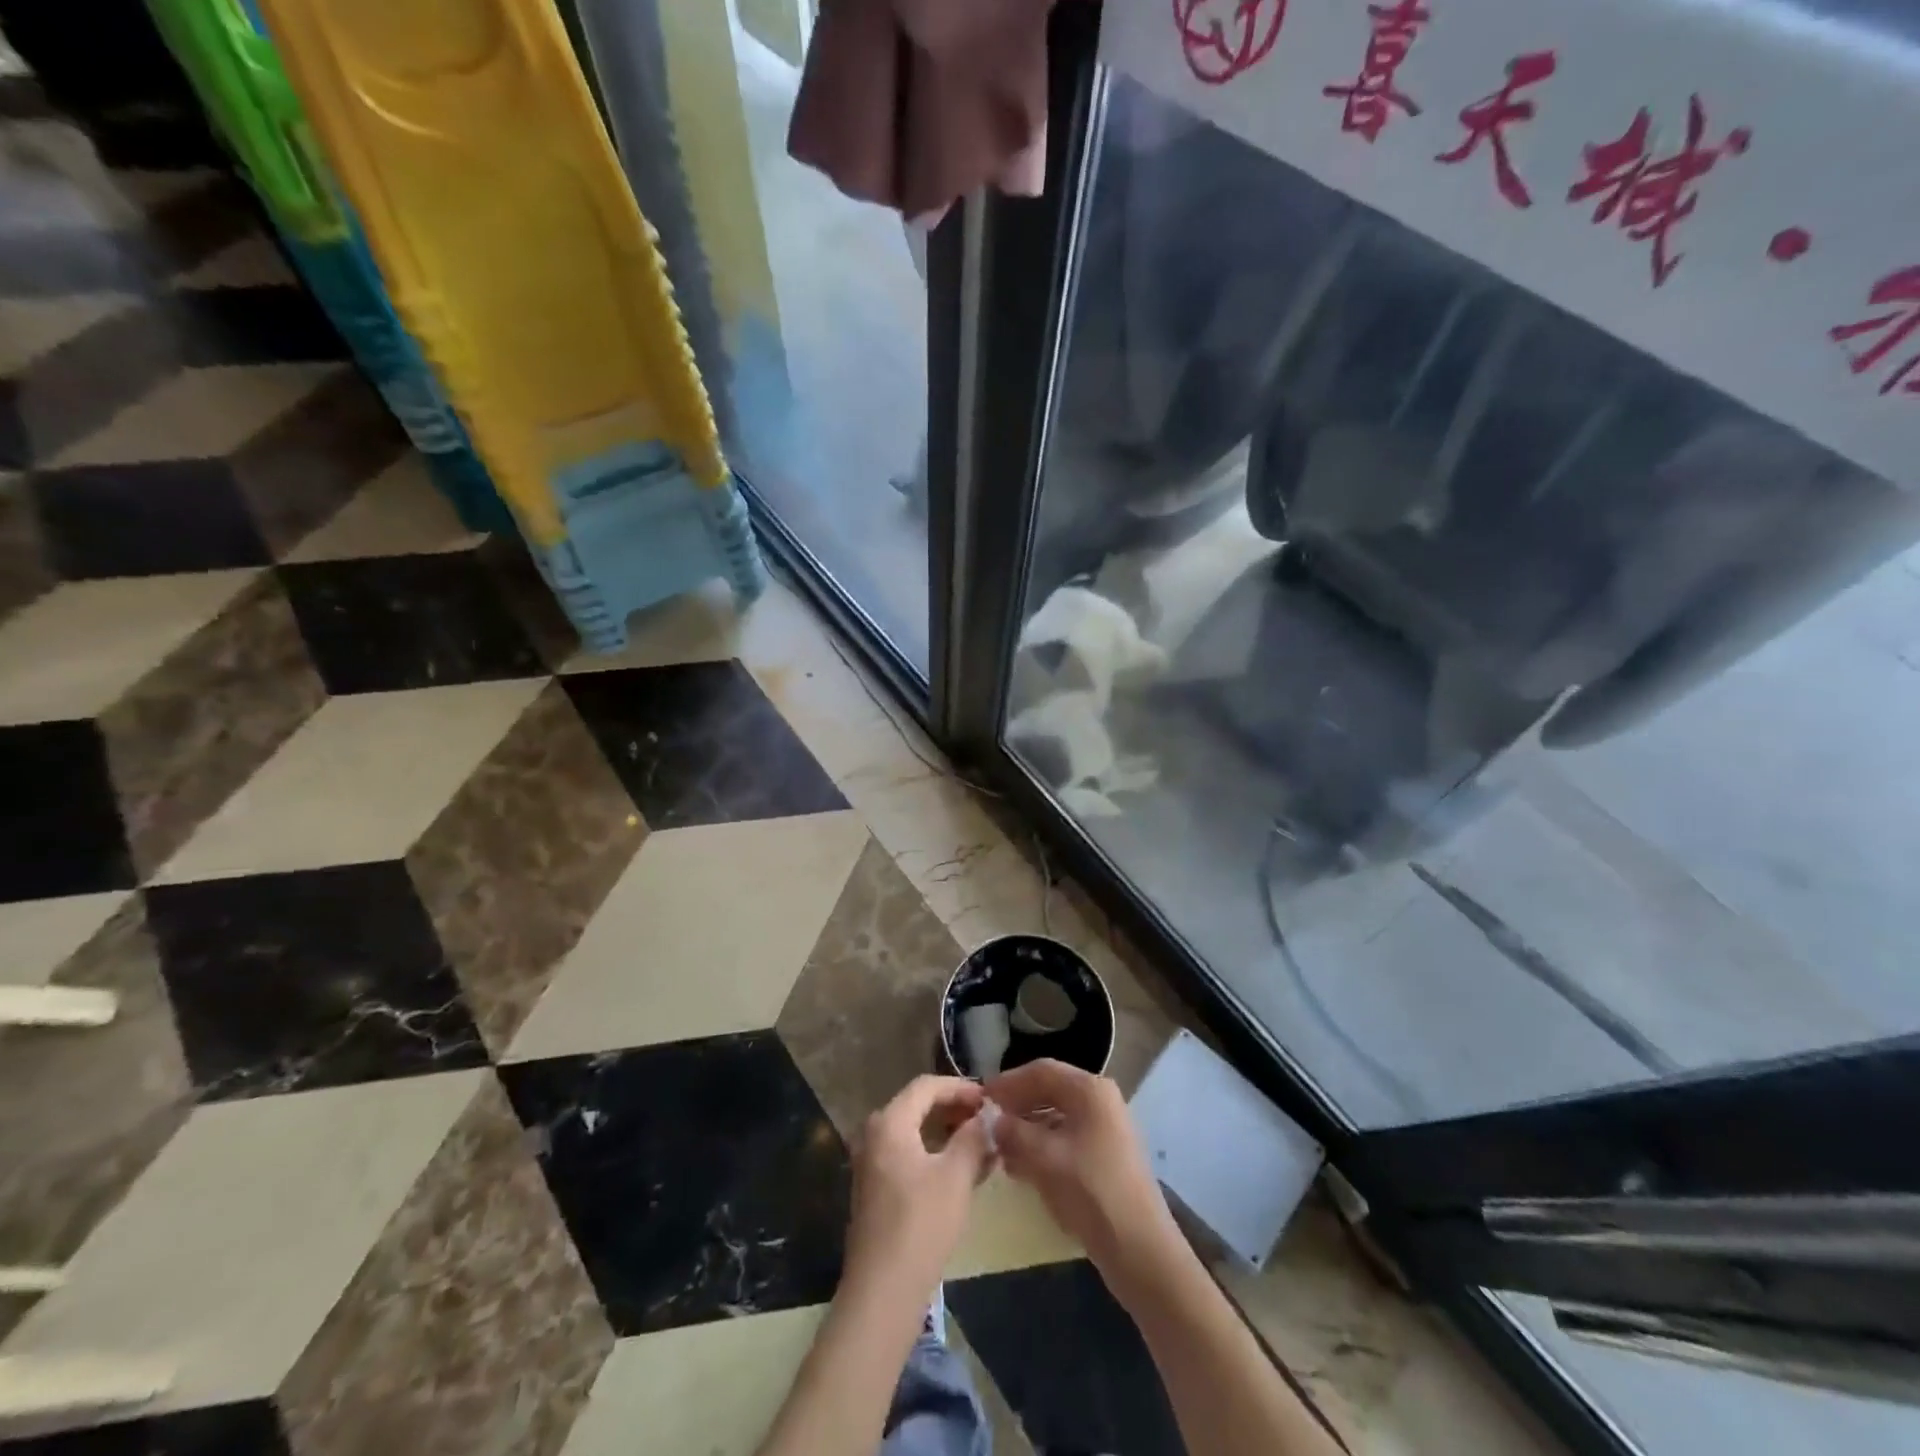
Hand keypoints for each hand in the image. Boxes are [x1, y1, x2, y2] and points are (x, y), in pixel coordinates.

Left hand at [843, 1076, 996, 1304]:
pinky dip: (935, 1154)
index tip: (989, 1098)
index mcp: (889, 1122)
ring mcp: (871, 1163)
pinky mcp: (875, 1189)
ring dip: (947, 1134)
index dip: (960, 1087)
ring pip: (915, 1133)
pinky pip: (908, 1155)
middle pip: (918, 1106)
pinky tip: (961, 1170)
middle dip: (955, 1110)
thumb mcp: (956, 1176)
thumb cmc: (921, 1224)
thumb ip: (973, 1138)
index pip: (927, 1086)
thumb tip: (987, 1116)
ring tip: (982, 1144)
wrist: (882, 1292)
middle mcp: (874, 1135)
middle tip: (988, 1120)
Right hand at [986, 1059, 1179, 1286]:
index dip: (1009, 1082)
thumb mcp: (1044, 1159)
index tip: (982, 1096)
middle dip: (1018, 1105)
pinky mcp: (1106, 1155)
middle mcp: (1100, 1100)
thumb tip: (992, 1121)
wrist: (1140, 1249)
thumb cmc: (1091, 1192)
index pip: (1041, 1071)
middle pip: (1050, 1090)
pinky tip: (1022, 1166)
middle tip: (988, 1121)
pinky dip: (1043, 1145)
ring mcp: (1106, 1128)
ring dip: (1028, 1127)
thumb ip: (1014, 1133)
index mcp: (1090, 1090)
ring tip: (1000, 1147)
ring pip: (1057, 1116)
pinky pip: (1067, 1137)